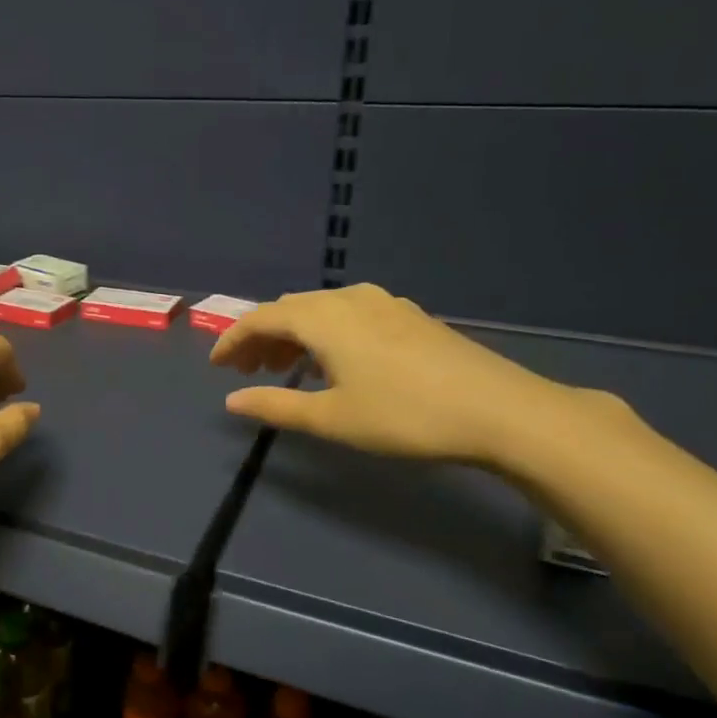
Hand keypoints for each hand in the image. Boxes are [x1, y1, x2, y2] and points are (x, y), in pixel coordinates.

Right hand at [209, 283, 566, 464]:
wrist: (500, 410)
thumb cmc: (404, 415)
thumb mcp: (332, 418)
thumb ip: (276, 406)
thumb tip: (232, 401)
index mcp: (323, 318)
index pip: (261, 318)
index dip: (233, 340)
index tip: (215, 365)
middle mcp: (348, 299)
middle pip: (289, 309)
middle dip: (261, 337)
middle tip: (246, 371)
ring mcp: (383, 303)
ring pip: (320, 310)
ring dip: (292, 335)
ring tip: (282, 367)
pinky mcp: (408, 315)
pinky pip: (347, 314)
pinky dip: (323, 332)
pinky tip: (332, 361)